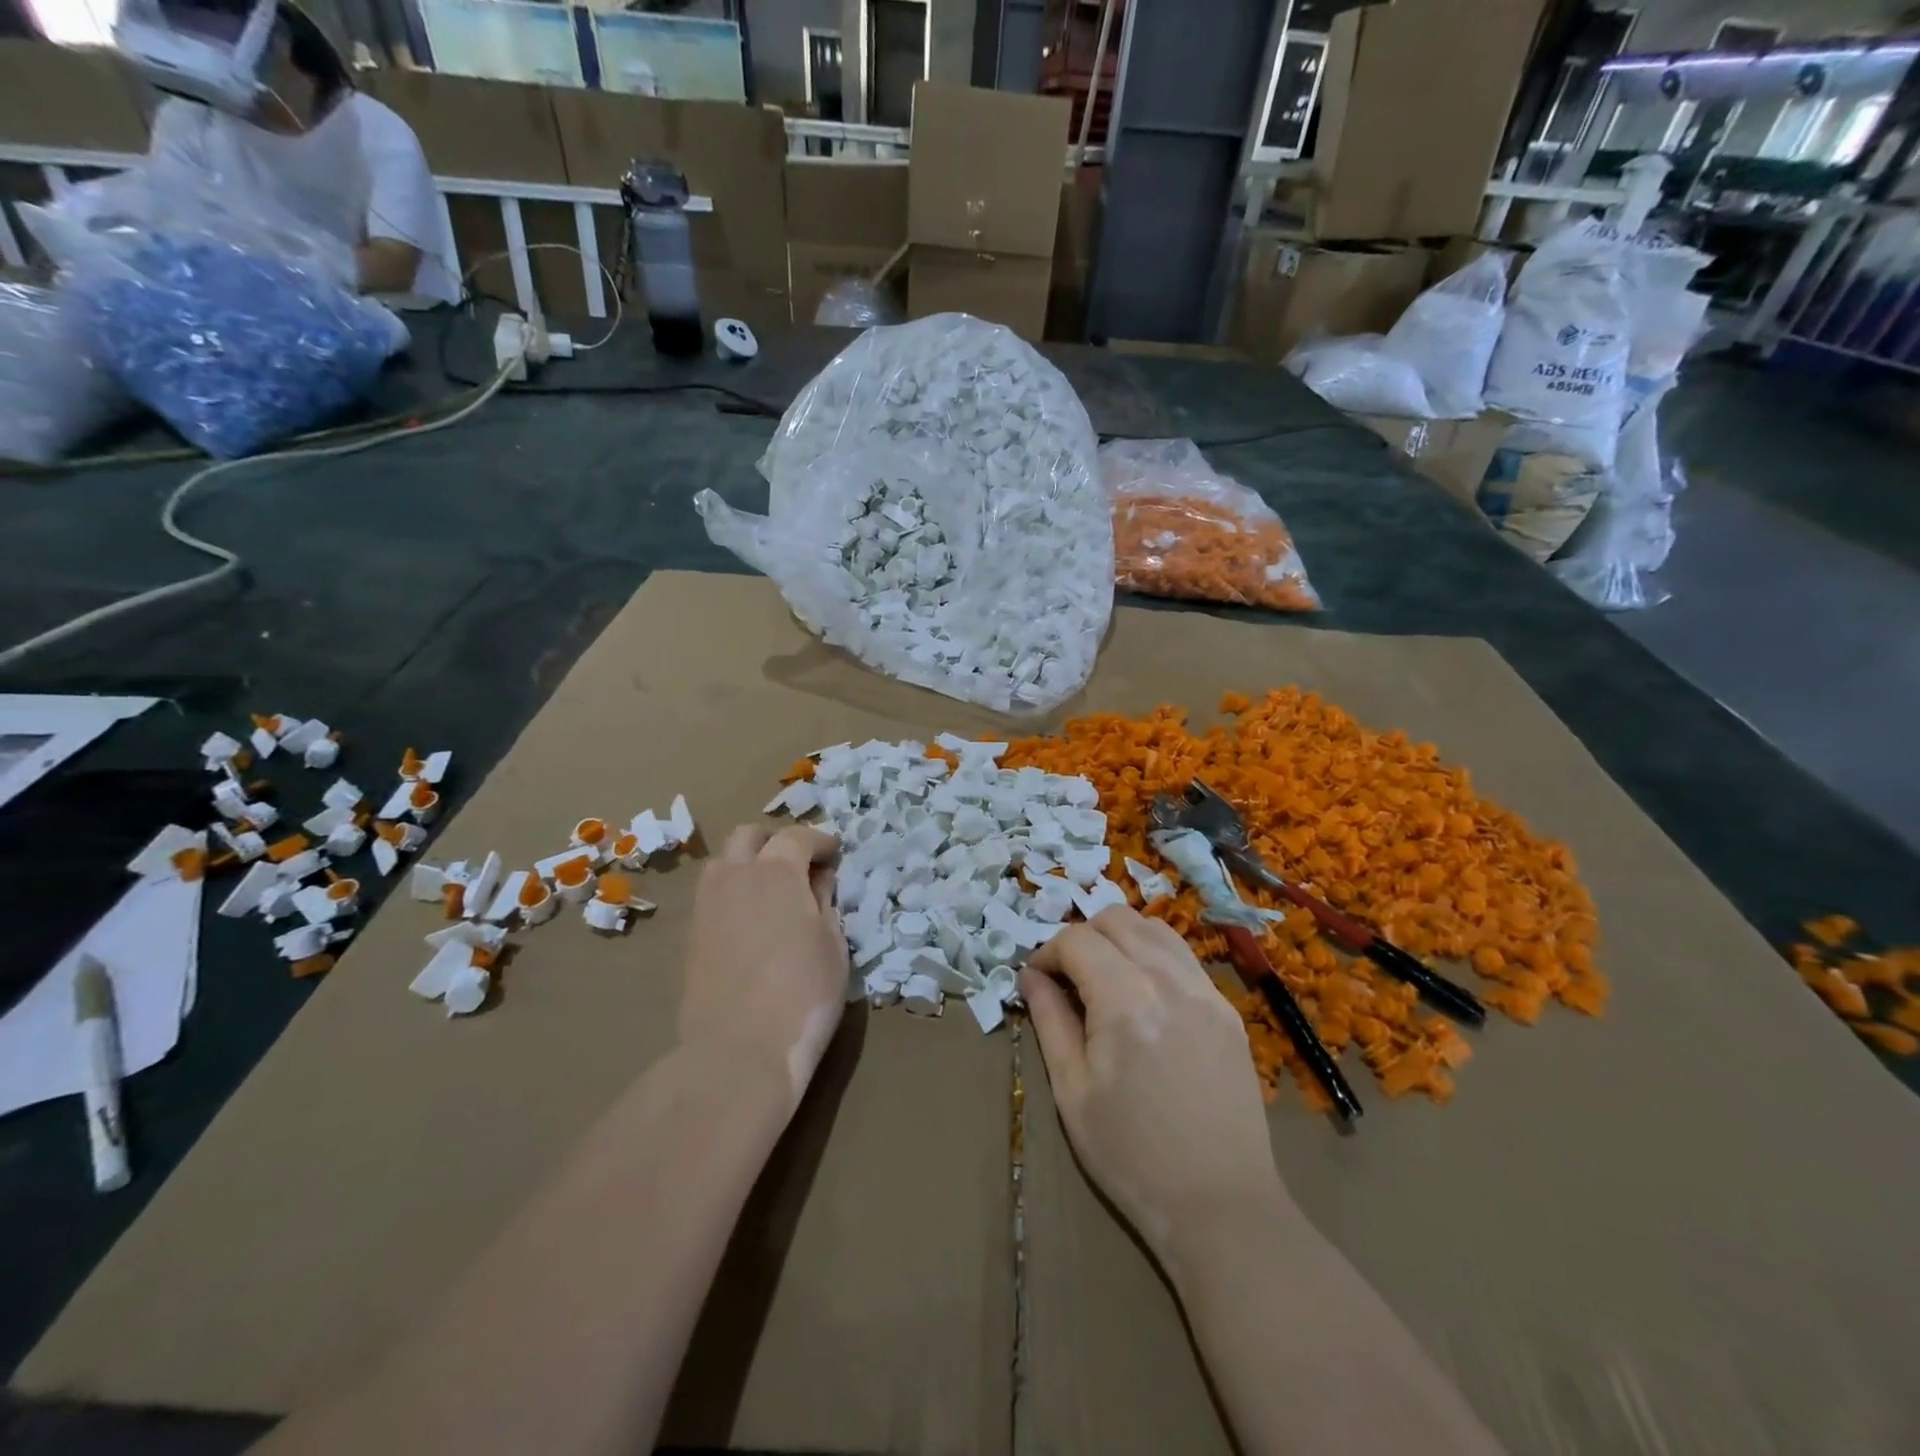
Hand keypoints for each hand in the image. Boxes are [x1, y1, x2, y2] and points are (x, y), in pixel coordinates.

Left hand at [679, 824, 847, 1105]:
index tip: (834, 854)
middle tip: (800, 864)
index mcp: (776, 871)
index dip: (819, 841)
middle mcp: (735, 876)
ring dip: (748, 863)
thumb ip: (825, 902)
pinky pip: (712, 895)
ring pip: (723, 863)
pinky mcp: (691, 935)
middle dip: (776, 841)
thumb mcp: (833, 944)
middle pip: (749, 836)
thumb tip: (819, 880)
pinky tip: (751, 920)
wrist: (737, 1051)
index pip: (796, 836)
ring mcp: (706, 905)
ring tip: (772, 891)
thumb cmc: (803, 994)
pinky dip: (733, 892)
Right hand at [1021, 907, 1286, 1261]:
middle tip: (1067, 977)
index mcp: (1126, 999)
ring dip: (1119, 938)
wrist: (1220, 1205)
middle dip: (1082, 936)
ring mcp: (1206, 991)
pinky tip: (1143, 996)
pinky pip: (1184, 958)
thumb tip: (1030, 977)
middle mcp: (1169, 979)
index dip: (1046, 952)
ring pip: (1155, 928)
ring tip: (1104, 979)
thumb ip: (1049, 1020)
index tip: (1035, 981)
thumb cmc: (1131, 1155)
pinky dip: (1153, 956)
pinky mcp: (1227, 1010)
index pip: (1077, 940)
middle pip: (1117, 919)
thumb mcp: (1073, 1090)